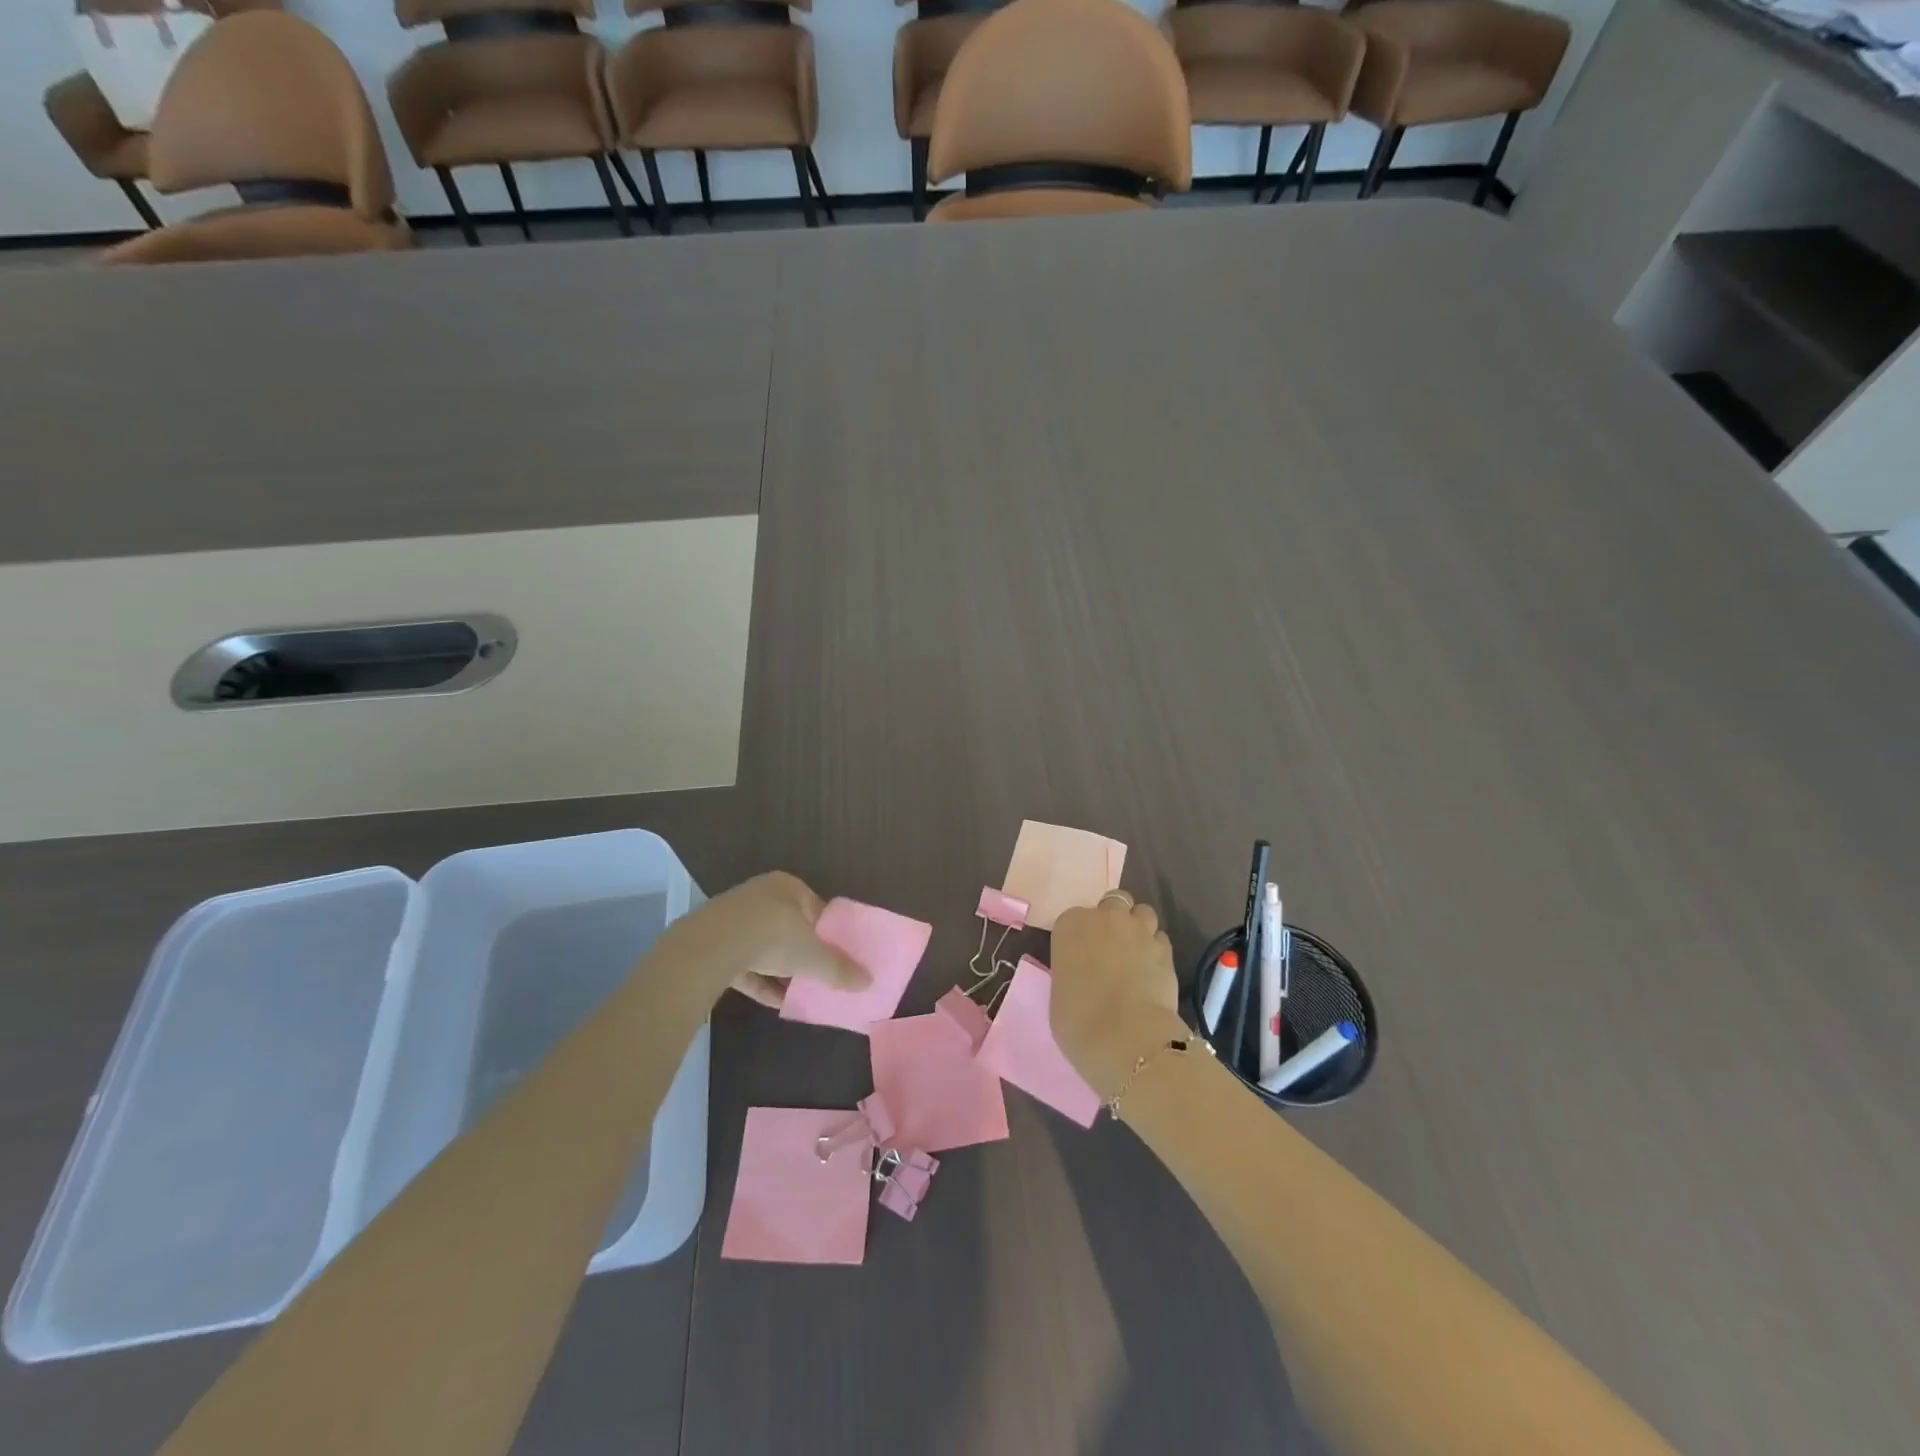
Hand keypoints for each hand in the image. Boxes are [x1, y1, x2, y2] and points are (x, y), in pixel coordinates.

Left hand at [657, 871, 870, 1010]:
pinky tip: (774, 1001)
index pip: (815, 908)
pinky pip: (744, 962)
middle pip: (790, 926)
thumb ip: (840, 969)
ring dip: (781, 969)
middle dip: (803, 952)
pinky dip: (760, 980)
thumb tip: (869, 982)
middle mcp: (761, 895)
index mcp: (788, 886)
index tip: (838, 956)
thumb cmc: (772, 937)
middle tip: (818, 975)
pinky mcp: (714, 942)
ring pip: (765, 945)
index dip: (829, 933)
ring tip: (799, 992)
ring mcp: (734, 918)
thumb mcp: (813, 956)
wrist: (709, 947)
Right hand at [1049, 892, 1187, 1099]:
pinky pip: (1160, 938)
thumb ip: (1071, 972)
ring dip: (1138, 927)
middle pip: (1113, 903)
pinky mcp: (1166, 949)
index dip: (1079, 937)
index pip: (1073, 918)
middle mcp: (1106, 918)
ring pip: (1142, 913)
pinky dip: (1156, 949)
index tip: (1080, 957)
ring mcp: (1139, 930)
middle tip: (1110, 948)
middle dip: (1113, 919)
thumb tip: (1084, 976)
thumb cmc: (1079, 1020)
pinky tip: (1152, 971)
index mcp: (1071, 925)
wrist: (1127, 1038)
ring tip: (1135, 954)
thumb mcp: (1059, 993)